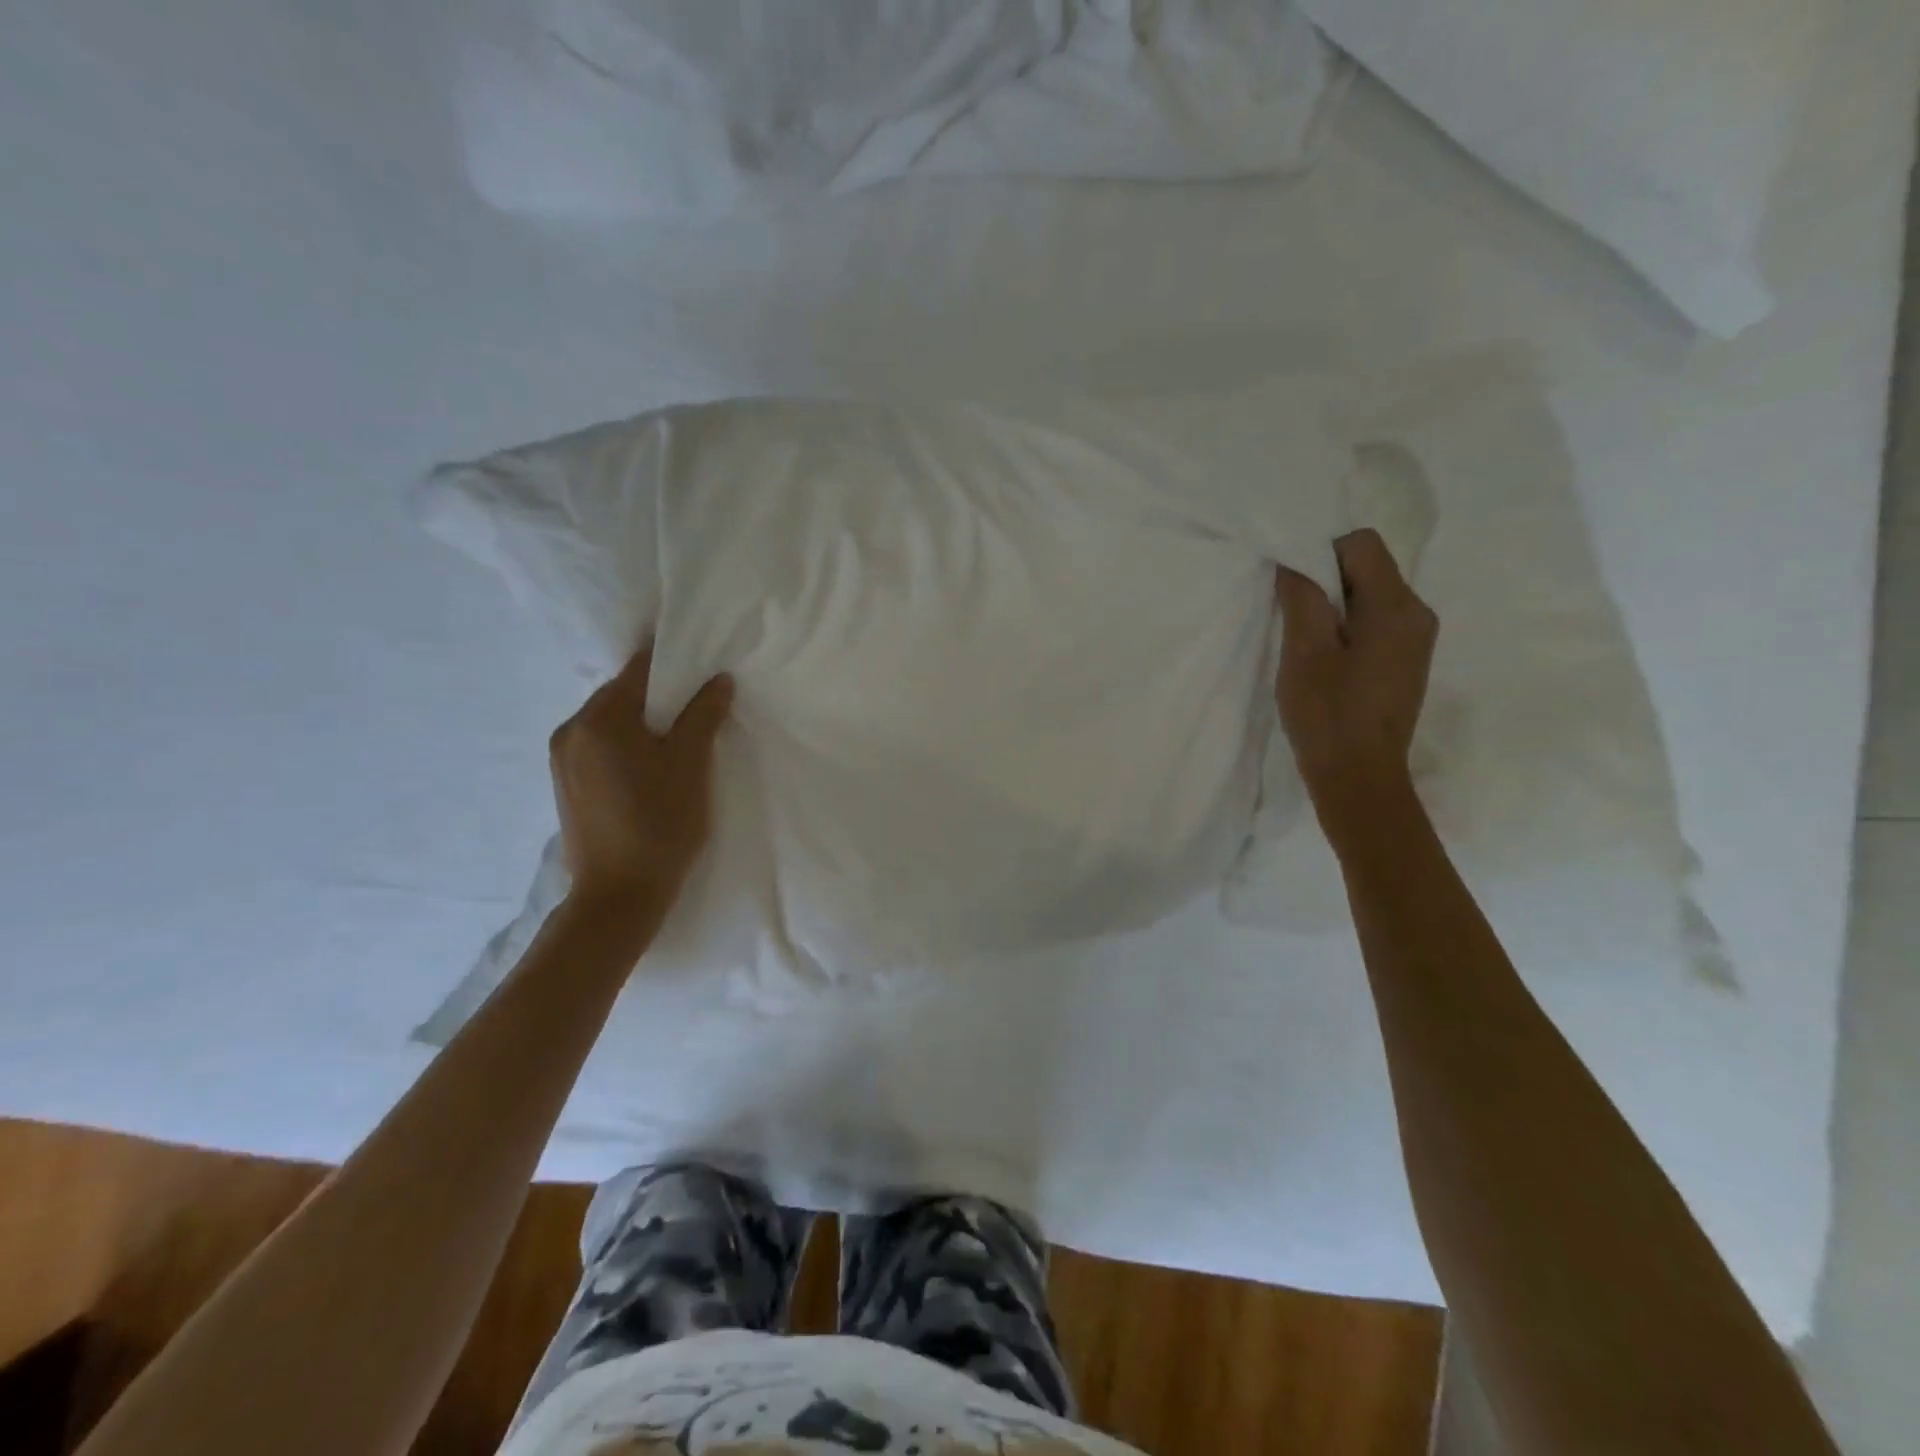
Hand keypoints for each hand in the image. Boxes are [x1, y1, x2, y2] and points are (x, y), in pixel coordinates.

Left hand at [548, 643, 732, 907]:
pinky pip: (602, 749)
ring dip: (646, 726)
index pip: (639, 670)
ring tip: (680, 745)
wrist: (619, 897)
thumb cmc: (659, 824)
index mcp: (598, 719)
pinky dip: (629, 748)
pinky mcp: (567, 787)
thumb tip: (718, 679)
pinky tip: (654, 771)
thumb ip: (703, 715)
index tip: (705, 674)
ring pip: (612, 725)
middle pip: (623, 696)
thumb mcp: (691, 764)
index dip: (676, 667)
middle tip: (700, 714)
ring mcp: (562, 761)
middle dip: (662, 700)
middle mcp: (570, 731)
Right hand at [1275, 530, 1437, 837]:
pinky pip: (1375, 622)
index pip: (1361, 543)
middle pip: (1369, 567)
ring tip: (1304, 641)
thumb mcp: (1304, 651)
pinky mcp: (1406, 661)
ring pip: (1370, 595)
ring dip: (1334, 605)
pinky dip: (1346, 626)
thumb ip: (1302, 596)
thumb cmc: (1328, 715)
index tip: (1290, 585)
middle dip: (1326, 579)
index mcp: (1396, 606)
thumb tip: (1296, 559)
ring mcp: (1417, 639)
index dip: (1320, 552)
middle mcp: (1417, 614)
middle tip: (1290, 614)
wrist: (1359, 779)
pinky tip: (1325, 659)